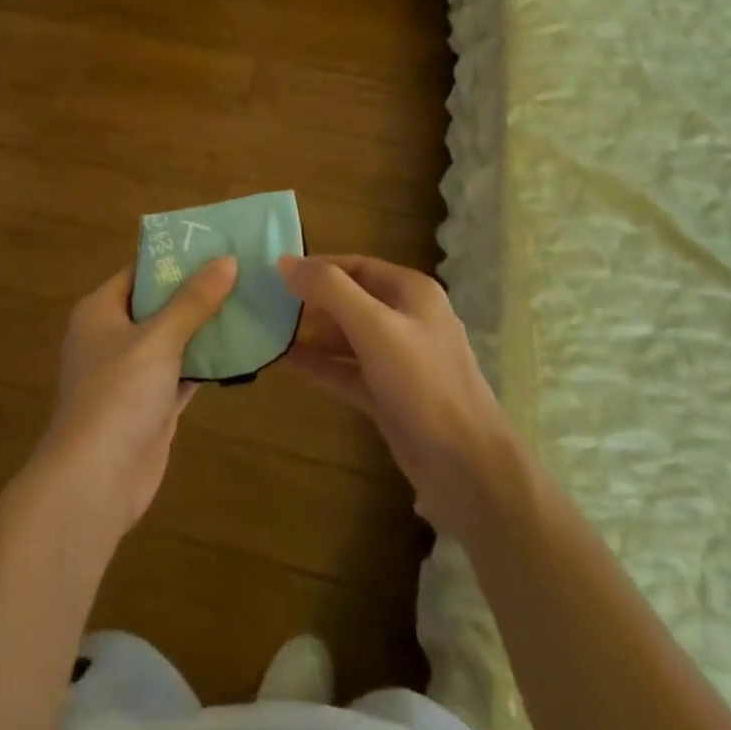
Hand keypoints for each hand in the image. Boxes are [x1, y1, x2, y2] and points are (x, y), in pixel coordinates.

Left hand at [33, 257, 235, 537]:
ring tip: (250, 298)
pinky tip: (242, 347)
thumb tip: (227, 259)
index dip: (174, 256)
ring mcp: (132, 373)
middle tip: (241, 268)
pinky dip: (207, 361)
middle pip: (159, 303)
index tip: (214, 242)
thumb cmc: (118, 395)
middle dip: (197, 290)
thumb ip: (193, 300)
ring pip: (174, 339)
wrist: (95, 481)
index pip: (139, 270)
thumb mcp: (158, 339)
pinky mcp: (151, 405)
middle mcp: (113, 336)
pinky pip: (183, 372)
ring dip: (206, 326)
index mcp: (101, 311)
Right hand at [279, 255, 521, 538]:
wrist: (466, 466)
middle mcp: (406, 318)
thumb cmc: (422, 383)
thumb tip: (285, 263)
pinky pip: (346, 370)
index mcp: (411, 292)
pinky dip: (319, 364)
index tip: (275, 273)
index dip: (316, 267)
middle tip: (264, 304)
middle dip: (310, 301)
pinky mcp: (388, 394)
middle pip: (349, 299)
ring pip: (346, 337)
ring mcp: (397, 359)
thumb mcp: (375, 327)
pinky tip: (284, 361)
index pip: (356, 266)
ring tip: (267, 331)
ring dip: (310, 333)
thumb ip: (330, 290)